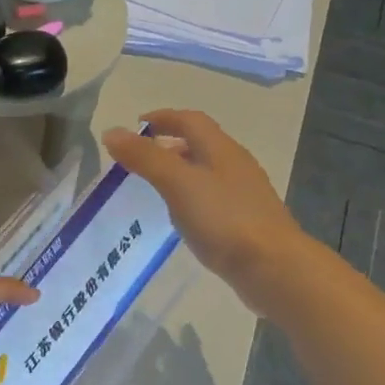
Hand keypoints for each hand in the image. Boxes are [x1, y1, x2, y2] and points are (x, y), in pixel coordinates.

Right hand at [102, 109, 316, 308]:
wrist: (272, 266)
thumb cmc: (223, 219)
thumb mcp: (177, 184)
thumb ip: (145, 158)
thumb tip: (112, 132)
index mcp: (220, 149)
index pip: (190, 120)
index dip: (162, 118)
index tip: (135, 125)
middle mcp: (234, 165)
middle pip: (199, 144)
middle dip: (168, 144)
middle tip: (138, 157)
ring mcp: (242, 194)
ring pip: (205, 171)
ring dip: (178, 171)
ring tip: (152, 185)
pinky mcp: (244, 220)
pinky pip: (211, 197)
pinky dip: (189, 196)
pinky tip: (179, 216)